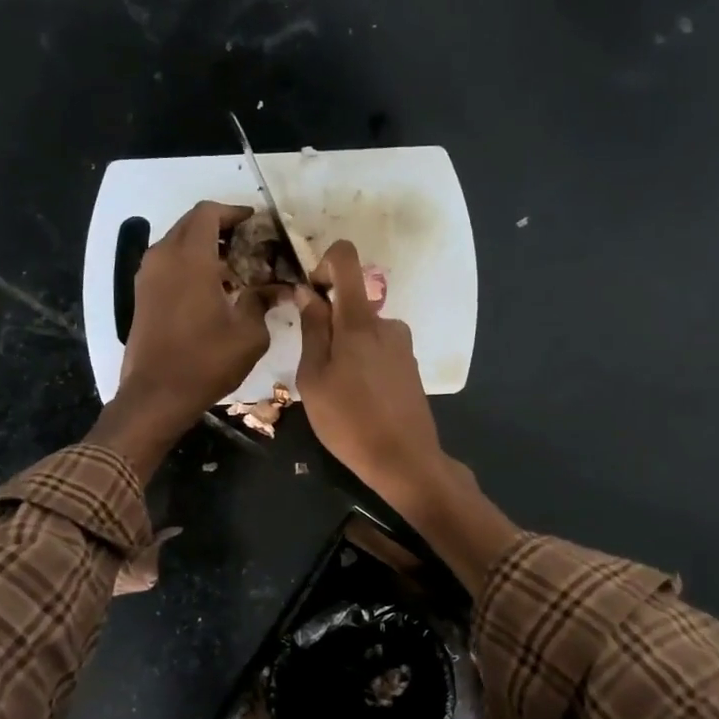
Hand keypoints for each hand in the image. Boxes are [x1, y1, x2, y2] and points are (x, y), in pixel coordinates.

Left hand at [91, 201, 275, 478]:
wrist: (157, 395)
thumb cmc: (206, 361)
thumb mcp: (249, 333)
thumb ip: (262, 300)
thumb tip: (277, 287)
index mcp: (191, 258)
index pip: (209, 213)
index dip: (234, 212)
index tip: (256, 223)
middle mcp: (164, 257)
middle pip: (191, 223)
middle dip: (221, 227)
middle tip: (250, 244)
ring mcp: (148, 275)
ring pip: (177, 242)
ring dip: (204, 246)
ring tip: (234, 267)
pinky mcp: (142, 294)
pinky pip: (168, 263)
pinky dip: (189, 263)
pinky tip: (213, 287)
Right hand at [295, 240, 446, 509]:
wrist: (404, 460)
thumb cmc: (348, 421)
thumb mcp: (314, 378)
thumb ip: (312, 330)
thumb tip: (307, 292)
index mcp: (359, 320)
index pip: (346, 258)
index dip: (324, 264)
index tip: (311, 294)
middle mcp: (386, 323)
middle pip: (351, 303)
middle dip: (329, 325)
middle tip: (317, 369)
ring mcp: (402, 345)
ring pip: (363, 331)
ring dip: (346, 350)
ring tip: (338, 392)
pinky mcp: (410, 365)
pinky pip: (378, 350)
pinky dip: (363, 364)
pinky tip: (359, 400)